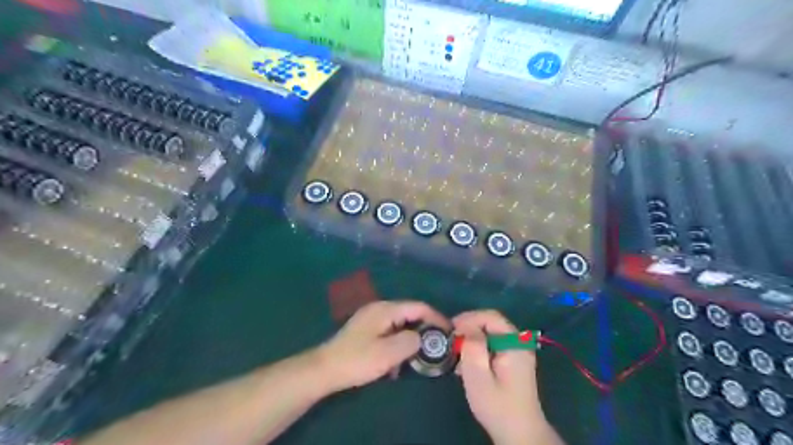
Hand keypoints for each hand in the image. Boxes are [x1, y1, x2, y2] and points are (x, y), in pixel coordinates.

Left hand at [318, 301, 451, 390]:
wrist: (325, 369)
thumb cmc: (357, 360)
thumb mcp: (388, 353)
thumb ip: (410, 341)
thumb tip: (422, 338)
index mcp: (386, 309)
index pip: (418, 307)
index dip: (436, 318)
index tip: (450, 332)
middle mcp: (380, 308)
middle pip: (410, 313)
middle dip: (425, 328)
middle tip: (437, 345)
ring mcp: (372, 318)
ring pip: (400, 324)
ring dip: (411, 338)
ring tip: (418, 356)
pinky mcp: (366, 330)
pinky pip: (390, 331)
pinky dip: (398, 342)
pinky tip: (397, 361)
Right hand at [453, 309, 556, 444]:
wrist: (519, 433)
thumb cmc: (497, 406)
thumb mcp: (479, 377)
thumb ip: (473, 347)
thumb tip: (466, 326)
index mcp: (514, 344)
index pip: (491, 316)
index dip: (469, 318)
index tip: (451, 330)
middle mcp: (519, 342)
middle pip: (491, 322)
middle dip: (469, 328)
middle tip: (452, 342)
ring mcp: (517, 351)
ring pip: (490, 333)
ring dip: (472, 339)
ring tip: (457, 355)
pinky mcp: (513, 359)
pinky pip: (493, 344)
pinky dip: (478, 348)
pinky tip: (467, 363)